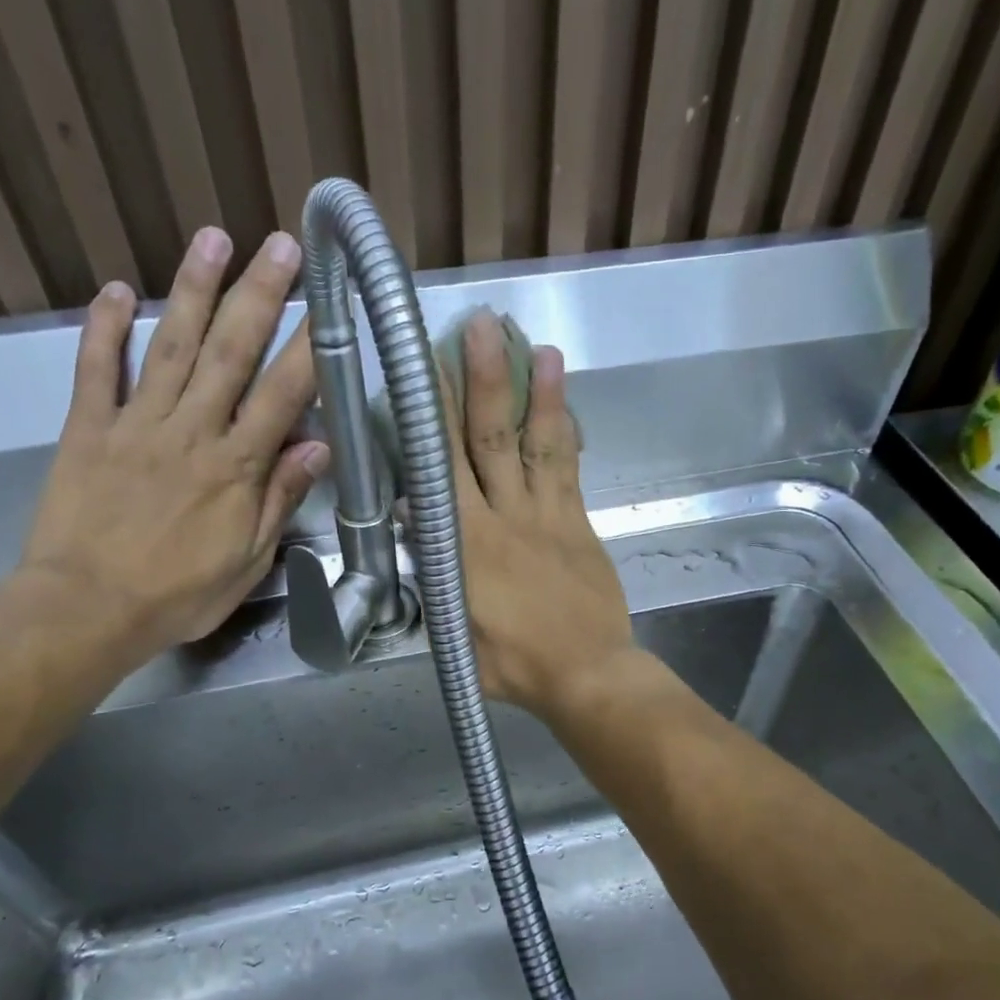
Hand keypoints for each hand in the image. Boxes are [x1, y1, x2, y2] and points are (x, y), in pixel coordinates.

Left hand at [16, 229, 327, 662]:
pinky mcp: (87, 429)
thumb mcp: (248, 561)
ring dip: (193, 289)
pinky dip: (105, 328)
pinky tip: (116, 290)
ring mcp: (136, 424)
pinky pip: (97, 370)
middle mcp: (191, 432)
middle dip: (260, 295)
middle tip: (282, 245)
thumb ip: (280, 500)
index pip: (282, 395)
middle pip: (231, 353)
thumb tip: (318, 447)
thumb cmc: (179, 595)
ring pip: (171, 346)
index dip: (310, 347)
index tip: (331, 305)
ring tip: (214, 238)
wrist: (87, 609)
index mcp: (236, 468)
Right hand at [444, 313, 634, 718]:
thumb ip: (433, 572)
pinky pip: (568, 468)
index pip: (442, 468)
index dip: (432, 416)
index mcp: (465, 545)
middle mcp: (505, 517)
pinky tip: (562, 399)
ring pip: (536, 444)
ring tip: (534, 344)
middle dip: (482, 380)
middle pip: (489, 440)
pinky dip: (563, 431)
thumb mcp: (453, 629)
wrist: (587, 674)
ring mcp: (548, 516)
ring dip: (534, 393)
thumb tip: (412, 519)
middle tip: (478, 326)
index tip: (423, 369)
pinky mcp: (578, 523)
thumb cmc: (513, 664)